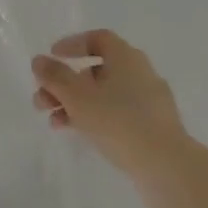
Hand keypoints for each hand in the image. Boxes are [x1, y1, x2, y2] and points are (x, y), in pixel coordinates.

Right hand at [33, 29, 189, 201]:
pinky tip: (79, 135)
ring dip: (76, 104)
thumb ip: (54, 76)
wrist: (168, 169)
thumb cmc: (119, 122)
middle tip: (42, 100)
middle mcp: (140, 73)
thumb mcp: (77, 96)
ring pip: (104, 95)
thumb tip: (39, 61)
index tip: (52, 57)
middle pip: (96, 70)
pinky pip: (118, 115)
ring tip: (53, 122)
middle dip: (65, 83)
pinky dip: (95, 119)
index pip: (98, 39)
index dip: (72, 44)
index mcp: (126, 57)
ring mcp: (150, 103)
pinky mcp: (154, 129)